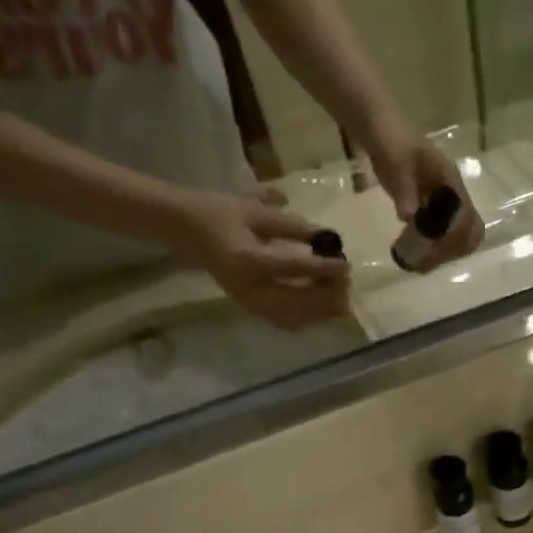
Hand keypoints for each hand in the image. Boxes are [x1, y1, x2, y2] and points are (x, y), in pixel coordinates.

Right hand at [173, 190, 349, 329]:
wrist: (187, 230)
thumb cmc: (221, 214)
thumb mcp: (256, 211)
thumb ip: (293, 226)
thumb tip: (328, 237)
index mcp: (247, 260)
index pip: (293, 268)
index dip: (324, 269)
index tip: (346, 265)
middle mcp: (249, 289)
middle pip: (297, 303)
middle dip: (326, 295)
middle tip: (346, 281)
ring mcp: (250, 303)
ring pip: (294, 318)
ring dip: (321, 310)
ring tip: (340, 293)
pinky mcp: (252, 309)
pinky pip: (286, 321)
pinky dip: (308, 316)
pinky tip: (322, 303)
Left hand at [368, 129, 486, 269]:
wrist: (380, 133)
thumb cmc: (390, 145)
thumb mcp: (396, 164)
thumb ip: (404, 190)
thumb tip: (408, 217)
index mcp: (451, 181)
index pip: (466, 215)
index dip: (456, 236)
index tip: (436, 249)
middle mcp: (453, 194)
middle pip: (469, 229)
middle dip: (455, 247)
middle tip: (432, 260)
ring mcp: (444, 201)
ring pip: (458, 233)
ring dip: (446, 249)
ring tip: (424, 262)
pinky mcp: (433, 207)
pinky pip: (442, 231)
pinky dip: (435, 245)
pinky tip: (417, 253)